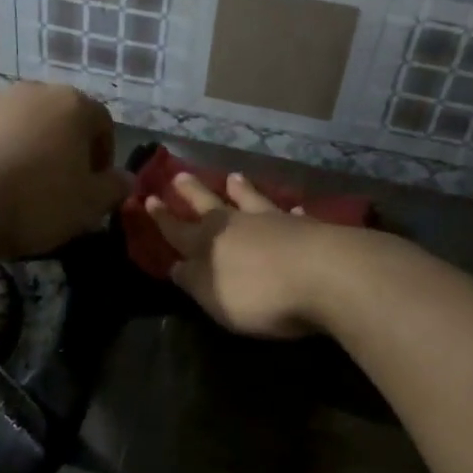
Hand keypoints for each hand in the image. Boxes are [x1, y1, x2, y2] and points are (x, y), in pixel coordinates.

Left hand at [0, 82, 130, 256]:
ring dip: (25, 152)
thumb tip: (126, 179)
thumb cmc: (32, 200)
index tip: (93, 187)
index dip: (102, 157)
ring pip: (19, 127)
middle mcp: (32, 93)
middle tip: (57, 190)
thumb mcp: (87, 205)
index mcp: (72, 106)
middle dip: (63, 151)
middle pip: (59, 120)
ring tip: (15, 192)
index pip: (103, 124)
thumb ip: (113, 189)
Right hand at [145, 172, 334, 338]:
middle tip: (179, 175)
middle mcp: (237, 225)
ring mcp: (274, 221)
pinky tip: (294, 207)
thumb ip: (194, 281)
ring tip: (233, 176)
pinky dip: (289, 211)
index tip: (148, 199)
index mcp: (208, 243)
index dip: (162, 218)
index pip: (178, 230)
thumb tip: (175, 265)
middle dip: (193, 193)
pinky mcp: (307, 228)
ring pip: (250, 200)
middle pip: (209, 205)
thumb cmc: (260, 294)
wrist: (324, 274)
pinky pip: (292, 215)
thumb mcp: (214, 297)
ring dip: (240, 190)